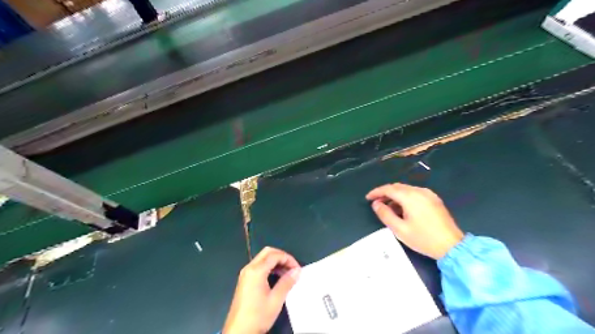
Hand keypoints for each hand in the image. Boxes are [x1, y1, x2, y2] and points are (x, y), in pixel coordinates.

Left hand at [222, 246, 299, 333]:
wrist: (238, 332)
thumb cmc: (257, 316)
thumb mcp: (276, 300)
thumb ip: (287, 282)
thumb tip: (297, 271)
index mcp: (256, 271)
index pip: (275, 255)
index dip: (288, 259)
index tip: (297, 269)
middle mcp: (249, 268)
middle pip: (268, 252)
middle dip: (282, 257)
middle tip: (292, 268)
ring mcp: (245, 274)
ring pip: (263, 258)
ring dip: (276, 261)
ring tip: (287, 273)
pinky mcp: (244, 280)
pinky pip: (258, 266)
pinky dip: (269, 267)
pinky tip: (277, 277)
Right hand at [368, 184, 464, 259]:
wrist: (452, 246)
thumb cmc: (423, 239)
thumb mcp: (400, 229)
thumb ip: (385, 214)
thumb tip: (376, 204)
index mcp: (410, 197)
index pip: (388, 189)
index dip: (376, 192)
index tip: (367, 198)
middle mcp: (419, 191)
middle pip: (397, 187)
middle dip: (385, 193)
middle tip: (376, 203)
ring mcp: (429, 194)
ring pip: (406, 190)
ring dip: (395, 196)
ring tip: (387, 207)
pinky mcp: (434, 200)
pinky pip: (415, 193)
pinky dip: (405, 198)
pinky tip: (402, 208)